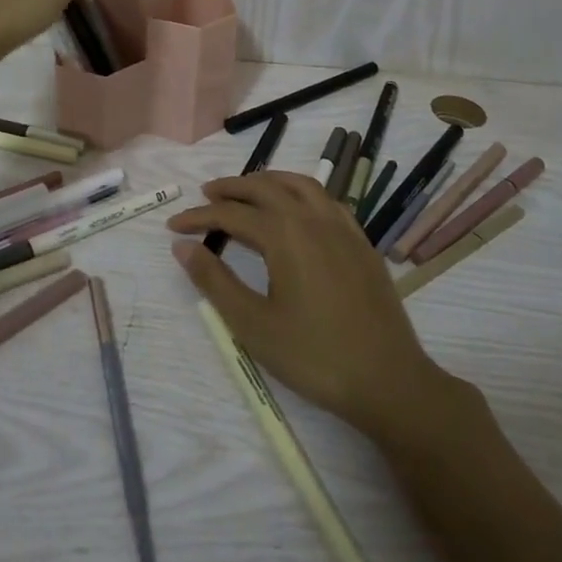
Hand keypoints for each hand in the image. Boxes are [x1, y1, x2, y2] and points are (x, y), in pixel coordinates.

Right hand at [168, 171, 462, 445]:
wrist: (387, 379)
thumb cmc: (313, 355)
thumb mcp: (253, 324)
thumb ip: (214, 280)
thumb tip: (182, 246)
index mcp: (285, 234)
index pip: (231, 214)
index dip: (199, 217)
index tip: (173, 226)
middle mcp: (314, 219)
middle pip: (266, 188)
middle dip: (232, 188)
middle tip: (206, 195)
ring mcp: (344, 228)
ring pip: (301, 185)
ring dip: (269, 182)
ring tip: (247, 190)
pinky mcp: (362, 243)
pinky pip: (327, 201)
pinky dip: (301, 193)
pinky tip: (297, 211)